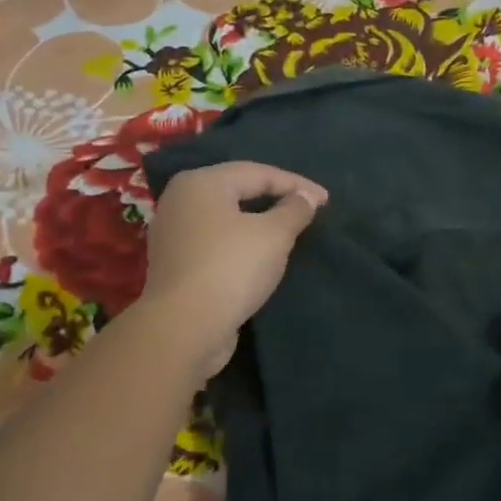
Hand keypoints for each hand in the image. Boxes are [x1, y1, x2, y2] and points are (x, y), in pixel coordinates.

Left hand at [140, 161, 327, 379]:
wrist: (185, 328)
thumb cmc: (231, 268)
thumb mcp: (274, 235)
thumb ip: (294, 209)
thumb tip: (306, 197)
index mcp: (201, 182)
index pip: (257, 172)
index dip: (296, 184)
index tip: (327, 200)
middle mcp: (180, 201)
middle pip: (238, 191)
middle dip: (275, 199)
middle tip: (308, 210)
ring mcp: (173, 234)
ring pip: (227, 219)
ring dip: (259, 223)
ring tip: (289, 232)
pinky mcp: (176, 264)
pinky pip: (217, 242)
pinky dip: (242, 243)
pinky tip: (261, 255)